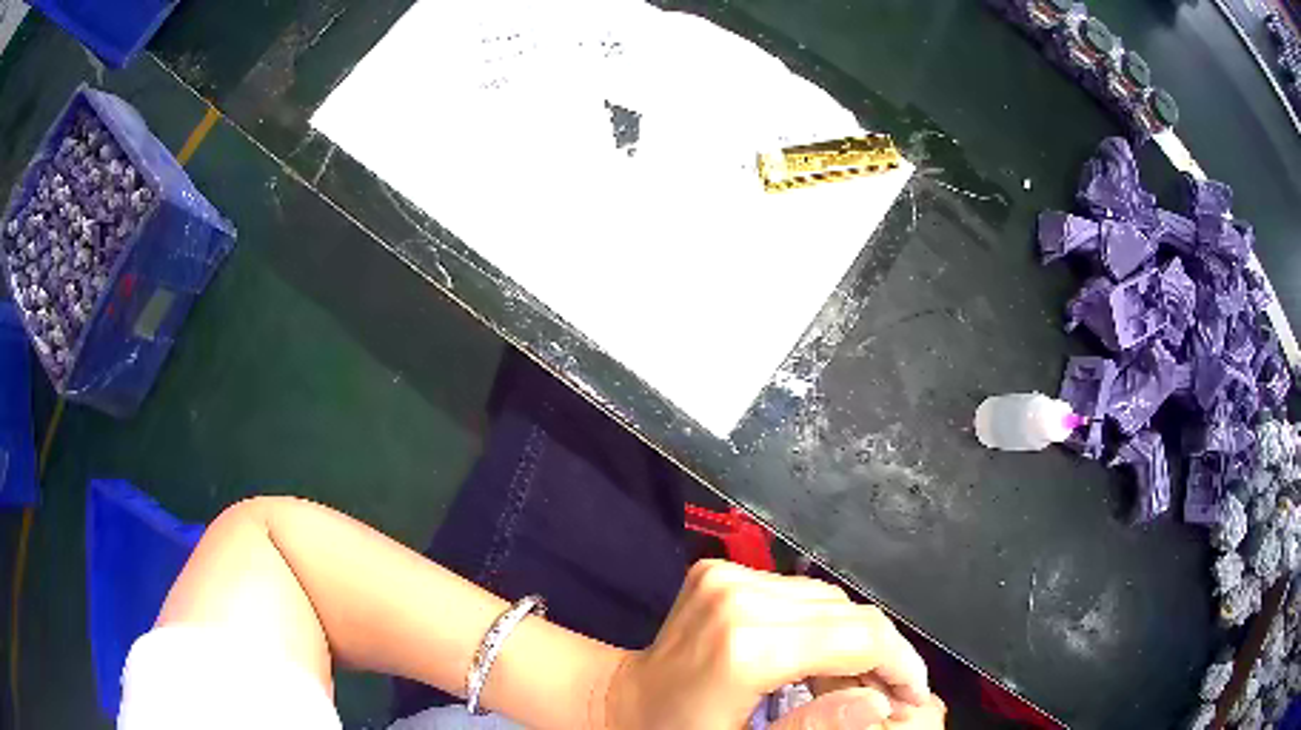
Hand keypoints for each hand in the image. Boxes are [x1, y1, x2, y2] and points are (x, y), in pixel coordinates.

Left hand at [605, 560, 940, 728]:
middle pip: (847, 613)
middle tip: (884, 695)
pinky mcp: (719, 570)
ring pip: (827, 599)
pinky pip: (797, 592)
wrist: (618, 701)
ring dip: (850, 638)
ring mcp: (726, 576)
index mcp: (745, 647)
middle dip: (879, 655)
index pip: (857, 638)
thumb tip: (883, 703)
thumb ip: (816, 727)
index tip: (914, 695)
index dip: (900, 665)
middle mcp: (739, 597)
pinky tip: (813, 655)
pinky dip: (818, 623)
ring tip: (849, 680)